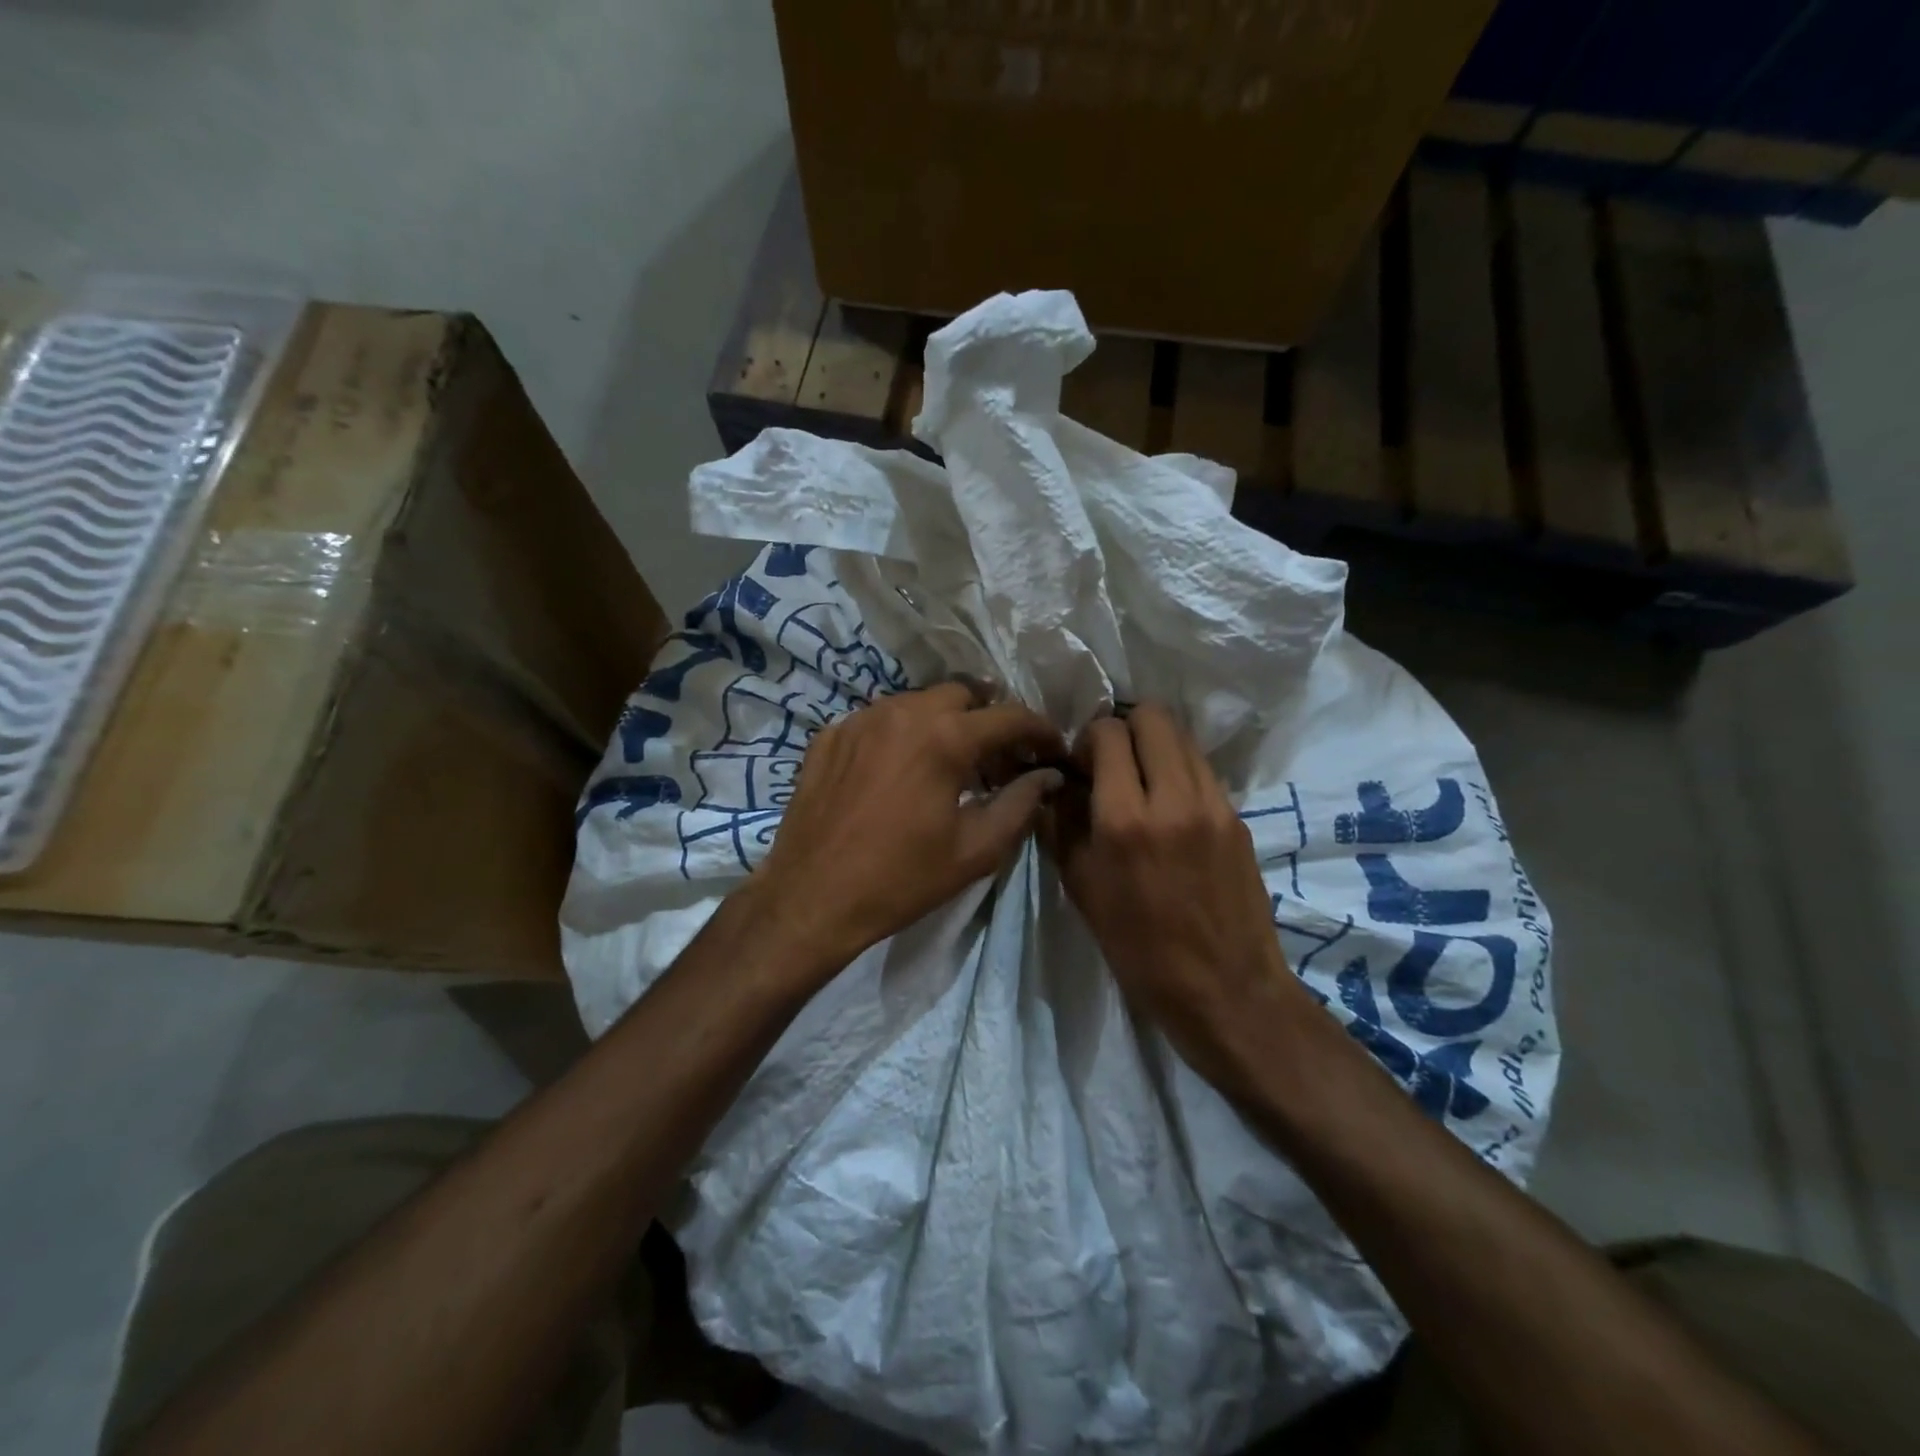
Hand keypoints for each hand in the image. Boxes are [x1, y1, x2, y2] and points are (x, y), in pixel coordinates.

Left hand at [752, 683, 1065, 975]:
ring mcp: (860, 719)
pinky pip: (880, 719)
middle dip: (990, 717)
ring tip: (951, 762)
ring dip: (946, 722)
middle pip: (964, 693)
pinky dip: (903, 735)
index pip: (1010, 716)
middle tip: (1000, 757)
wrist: (811, 897)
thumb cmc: (901, 879)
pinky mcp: (830, 735)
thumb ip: (1021, 805)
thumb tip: (1047, 776)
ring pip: (919, 702)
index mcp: (944, 738)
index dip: (1040, 730)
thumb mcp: (975, 850)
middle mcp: (903, 712)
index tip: (1052, 750)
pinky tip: (901, 771)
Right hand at [1043, 704, 1309, 1088]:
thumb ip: (1061, 825)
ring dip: (1154, 745)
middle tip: (1110, 762)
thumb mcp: (1082, 890)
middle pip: (1152, 717)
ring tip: (1140, 781)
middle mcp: (1174, 799)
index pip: (1108, 733)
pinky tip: (1168, 806)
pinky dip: (1179, 770)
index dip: (1086, 739)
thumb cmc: (1139, 950)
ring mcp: (1214, 805)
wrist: (1226, 990)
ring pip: (1182, 736)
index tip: (1079, 767)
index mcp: (1125, 820)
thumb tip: (1055, 783)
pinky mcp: (1237, 818)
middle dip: (1123, 727)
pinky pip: (1202, 769)